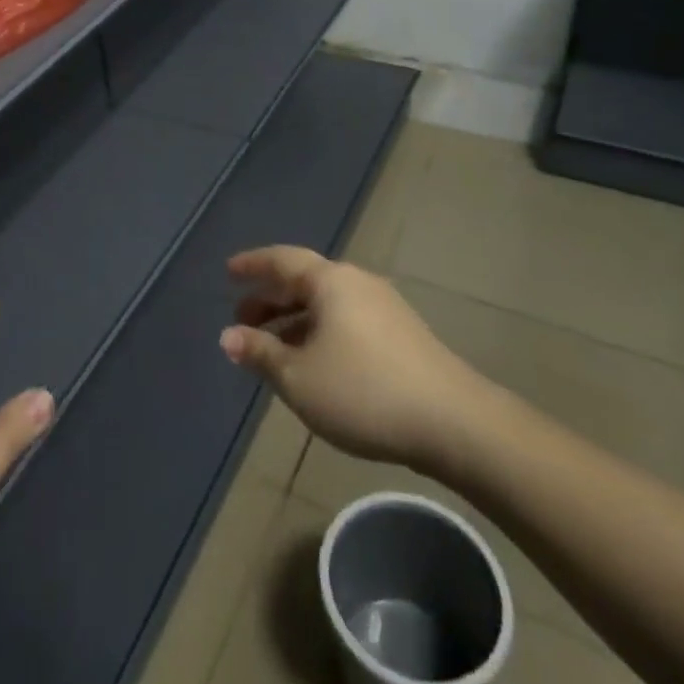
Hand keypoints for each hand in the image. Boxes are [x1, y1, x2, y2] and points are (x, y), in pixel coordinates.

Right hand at [219, 246, 501, 483]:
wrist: (455, 423)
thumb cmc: (363, 391)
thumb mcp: (298, 377)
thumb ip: (260, 353)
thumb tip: (228, 336)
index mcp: (331, 281)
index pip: (281, 260)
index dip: (252, 265)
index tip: (228, 272)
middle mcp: (357, 284)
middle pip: (304, 282)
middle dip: (270, 299)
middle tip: (243, 318)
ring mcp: (384, 309)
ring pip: (327, 305)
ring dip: (294, 321)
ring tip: (272, 348)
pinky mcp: (402, 336)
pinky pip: (346, 322)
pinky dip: (320, 333)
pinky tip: (313, 364)